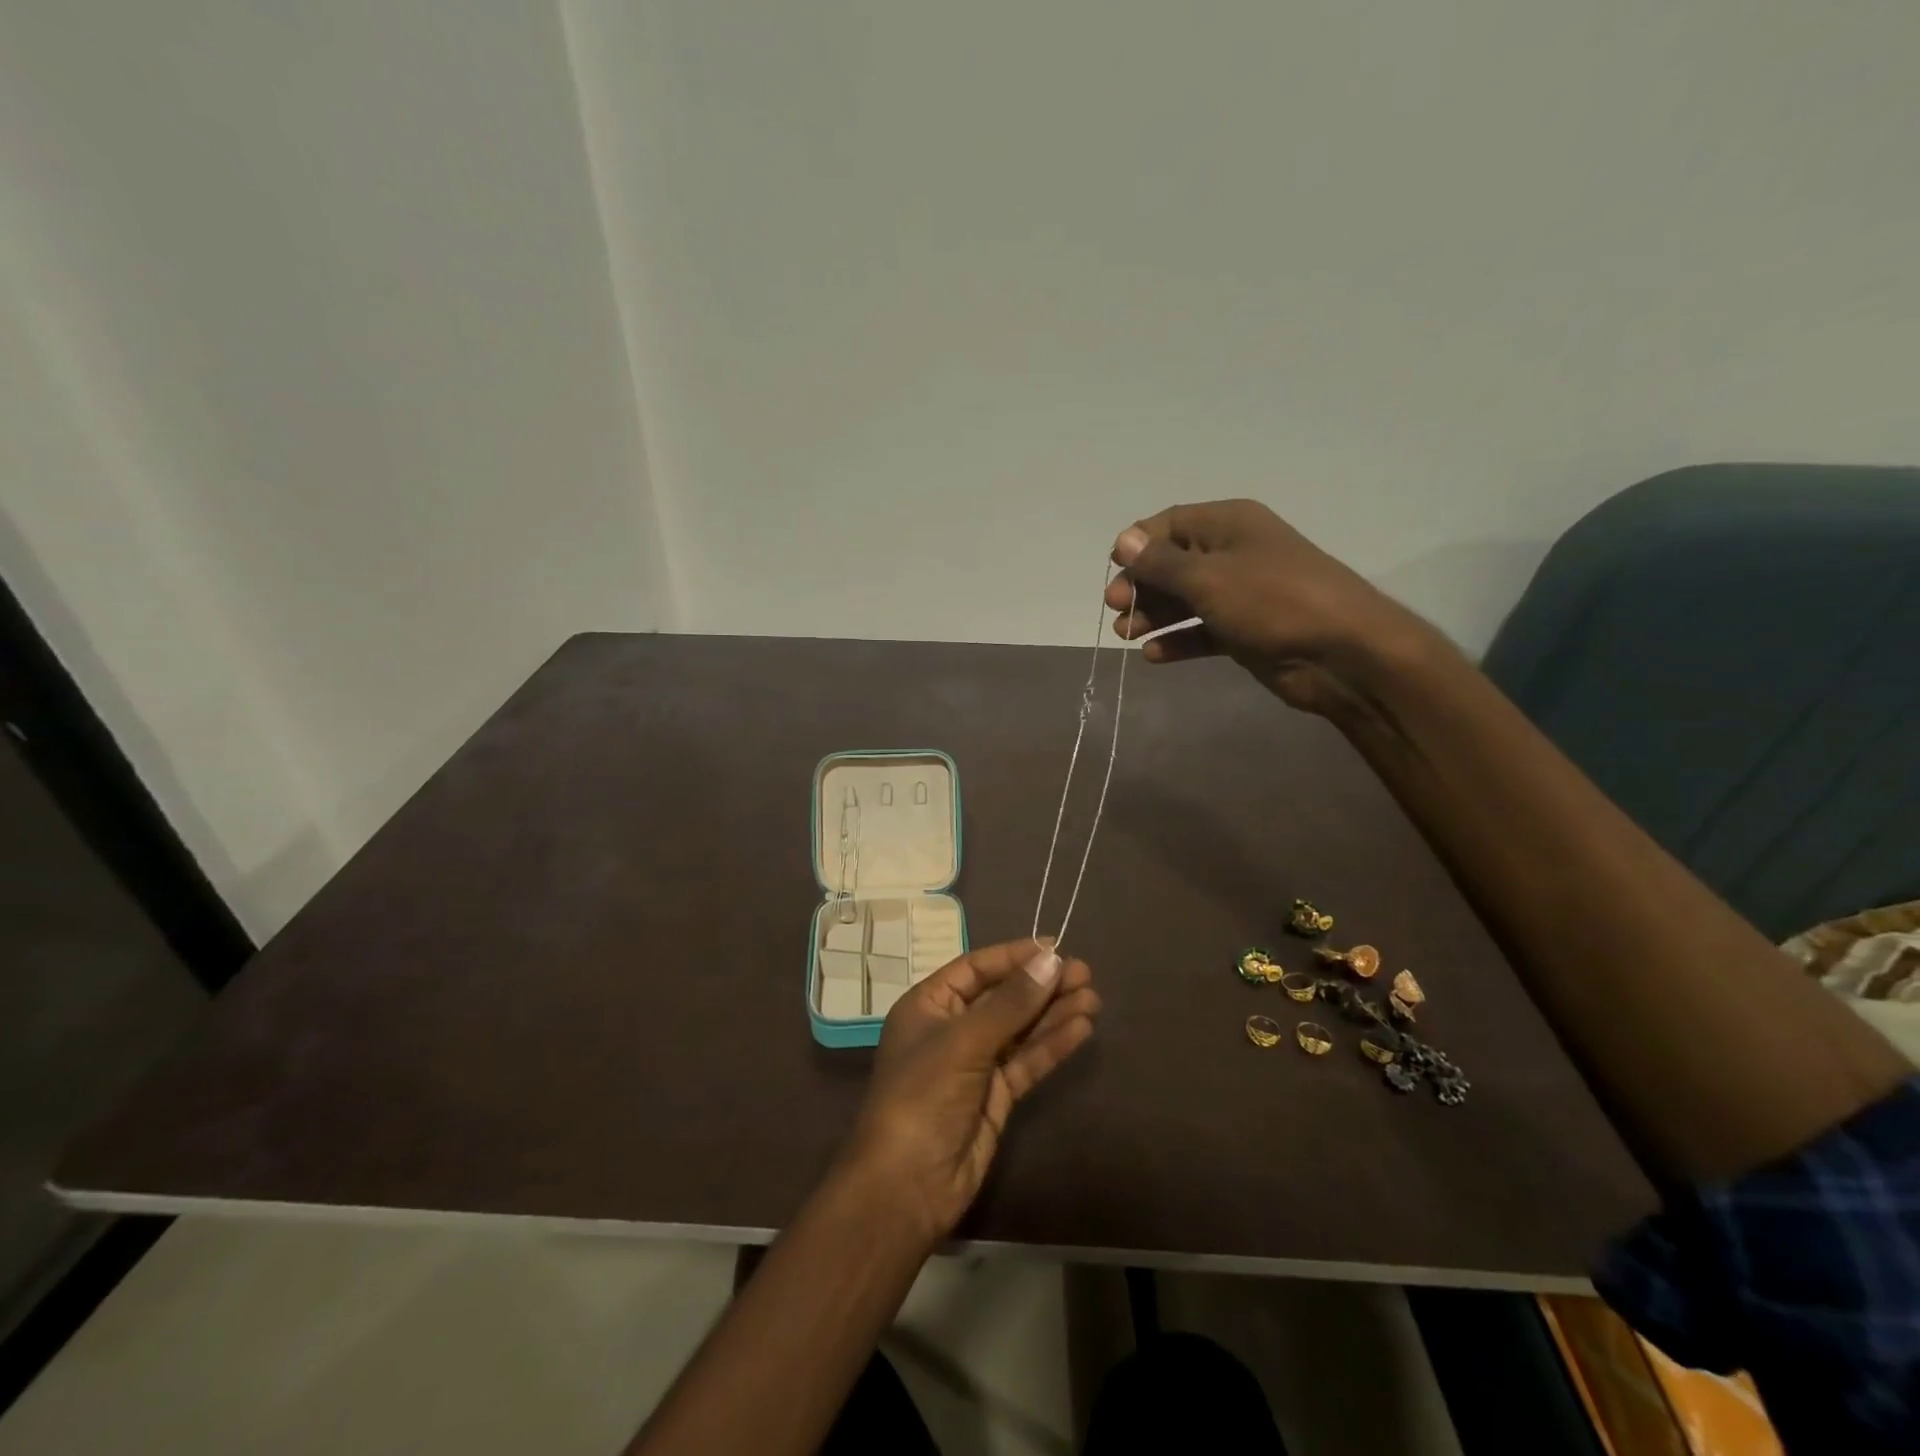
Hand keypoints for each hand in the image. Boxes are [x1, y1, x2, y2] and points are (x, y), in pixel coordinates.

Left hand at [841, 939, 1098, 1245]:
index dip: (1014, 957)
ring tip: (1093, 998)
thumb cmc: (923, 1096)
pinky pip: (1027, 1061)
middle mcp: (952, 1029)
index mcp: (929, 1005)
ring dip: (1054, 1013)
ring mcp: (975, 1064)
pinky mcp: (995, 1096)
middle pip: (1003, 997)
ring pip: (1020, 1029)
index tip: (1055, 948)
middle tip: (1085, 973)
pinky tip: (1080, 1029)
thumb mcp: (964, 1041)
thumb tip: (1052, 961)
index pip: (976, 968)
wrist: (908, 1185)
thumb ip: (1011, 1003)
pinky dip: (1052, 1045)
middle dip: (1041, 985)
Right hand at [1106, 499, 1432, 714]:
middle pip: (1173, 564)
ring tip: (1126, 635)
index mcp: (1229, 525)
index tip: (1113, 570)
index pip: (1170, 524)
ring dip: (1153, 615)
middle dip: (1141, 585)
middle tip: (1115, 610)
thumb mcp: (1208, 577)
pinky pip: (1201, 631)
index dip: (1137, 544)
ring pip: (1184, 600)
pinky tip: (1154, 655)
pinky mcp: (1244, 631)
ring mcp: (1240, 594)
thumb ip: (1161, 563)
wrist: (1341, 652)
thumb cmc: (1272, 601)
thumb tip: (1124, 540)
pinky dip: (1178, 640)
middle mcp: (1233, 554)